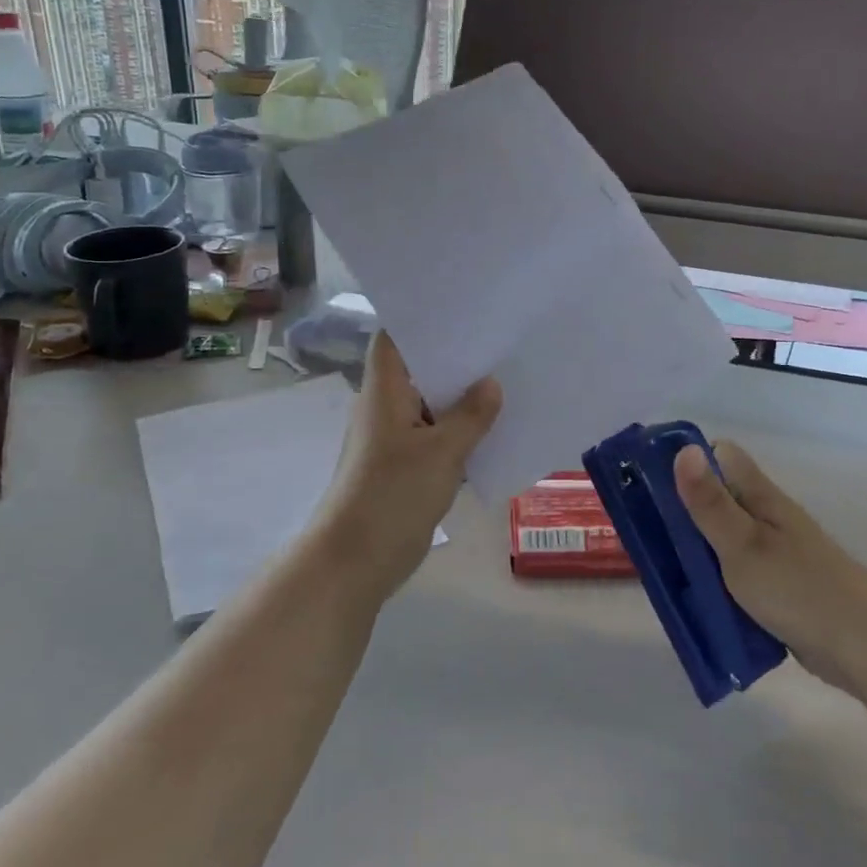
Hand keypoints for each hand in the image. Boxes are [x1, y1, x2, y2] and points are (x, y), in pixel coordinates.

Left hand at [307, 332, 500, 602]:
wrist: (357, 560)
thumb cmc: (393, 494)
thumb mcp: (442, 451)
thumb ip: (471, 415)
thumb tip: (492, 384)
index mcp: (384, 390)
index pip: (396, 338)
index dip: (424, 319)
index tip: (464, 307)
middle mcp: (387, 406)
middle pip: (420, 369)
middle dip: (458, 358)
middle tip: (501, 339)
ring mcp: (396, 437)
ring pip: (433, 404)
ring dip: (463, 397)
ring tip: (508, 375)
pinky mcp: (407, 465)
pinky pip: (438, 435)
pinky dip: (461, 429)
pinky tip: (496, 425)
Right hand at [674, 440, 866, 701]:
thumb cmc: (800, 590)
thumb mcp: (743, 545)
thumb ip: (710, 502)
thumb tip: (683, 449)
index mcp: (760, 498)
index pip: (720, 456)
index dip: (686, 460)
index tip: (649, 480)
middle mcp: (767, 517)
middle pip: (716, 497)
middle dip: (681, 510)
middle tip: (645, 532)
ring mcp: (775, 553)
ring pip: (723, 537)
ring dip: (695, 549)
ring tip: (660, 567)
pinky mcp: (779, 586)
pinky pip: (735, 572)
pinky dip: (715, 580)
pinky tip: (696, 598)